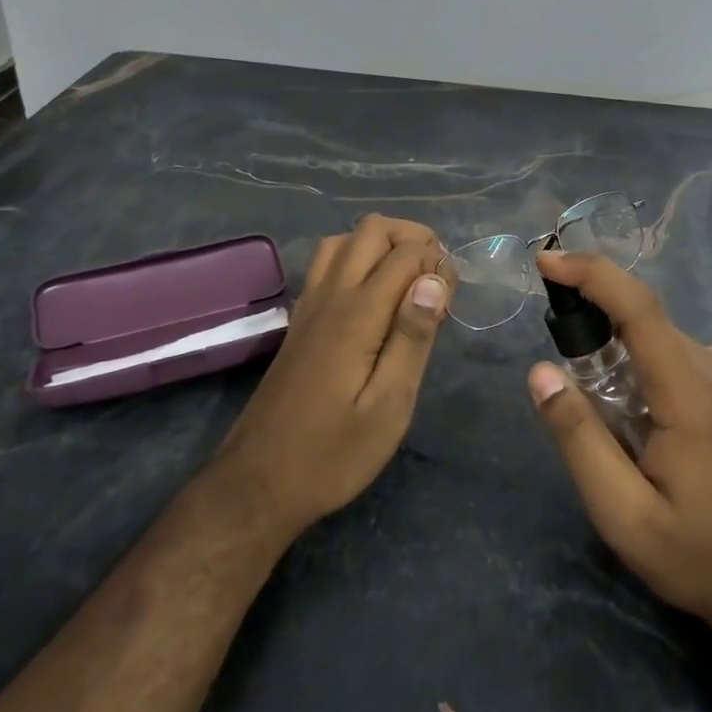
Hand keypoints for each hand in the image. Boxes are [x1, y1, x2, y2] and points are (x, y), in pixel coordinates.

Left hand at [209, 216, 454, 541]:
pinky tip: (373, 296)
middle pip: (372, 229)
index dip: (438, 262)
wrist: (258, 482)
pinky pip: (327, 263)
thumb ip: (413, 337)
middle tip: (436, 280)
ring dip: (381, 244)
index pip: (406, 253)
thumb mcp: (389, 406)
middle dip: (413, 238)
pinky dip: (357, 258)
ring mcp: (310, 305)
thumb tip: (433, 279)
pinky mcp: (300, 320)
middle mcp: (331, 295)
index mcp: (358, 314)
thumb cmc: (333, 453)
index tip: (453, 297)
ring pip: (345, 239)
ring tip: (407, 282)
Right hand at [528, 250, 711, 650]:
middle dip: (593, 319)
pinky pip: (674, 358)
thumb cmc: (699, 556)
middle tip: (559, 364)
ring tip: (594, 407)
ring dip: (615, 350)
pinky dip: (638, 366)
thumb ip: (579, 438)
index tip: (546, 260)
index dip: (591, 274)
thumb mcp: (623, 513)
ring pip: (658, 339)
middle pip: (644, 320)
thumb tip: (540, 373)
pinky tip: (629, 417)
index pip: (638, 308)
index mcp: (691, 394)